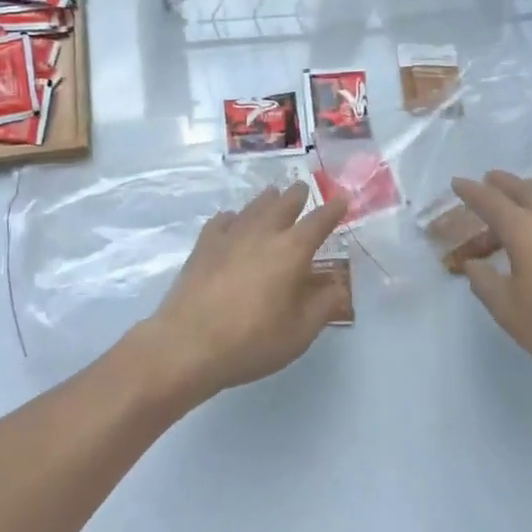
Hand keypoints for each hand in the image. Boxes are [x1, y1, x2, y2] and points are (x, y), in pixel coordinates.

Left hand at [137, 184, 348, 404]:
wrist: (189, 342)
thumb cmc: (252, 340)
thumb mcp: (300, 332)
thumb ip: (324, 305)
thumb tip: (338, 285)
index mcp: (292, 250)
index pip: (319, 221)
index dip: (333, 210)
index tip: (343, 198)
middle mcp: (263, 233)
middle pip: (284, 203)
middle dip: (297, 195)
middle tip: (302, 188)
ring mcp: (230, 235)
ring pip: (254, 207)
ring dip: (267, 199)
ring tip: (273, 195)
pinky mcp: (204, 244)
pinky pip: (223, 220)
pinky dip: (234, 217)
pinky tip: (232, 221)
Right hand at [452, 171, 531, 388]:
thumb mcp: (506, 309)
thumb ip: (484, 281)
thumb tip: (474, 265)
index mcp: (525, 229)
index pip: (491, 201)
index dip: (471, 191)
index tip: (458, 183)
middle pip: (524, 188)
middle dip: (503, 183)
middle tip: (489, 181)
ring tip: (523, 195)